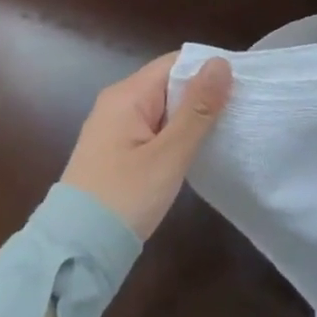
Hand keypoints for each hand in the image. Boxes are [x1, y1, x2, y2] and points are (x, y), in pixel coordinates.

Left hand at [61, 54, 233, 238]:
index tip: (241, 85)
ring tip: (225, 129)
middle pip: (168, 83)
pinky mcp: (115, 153)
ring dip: (189, 117)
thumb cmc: (124, 198)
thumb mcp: (169, 155)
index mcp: (127, 95)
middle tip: (239, 110)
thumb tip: (221, 63)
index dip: (207, 69)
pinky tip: (194, 152)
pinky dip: (174, 135)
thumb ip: (197, 109)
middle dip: (201, 94)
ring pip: (162, 109)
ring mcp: (113, 129)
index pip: (174, 63)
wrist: (75, 253)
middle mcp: (116, 103)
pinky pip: (152, 129)